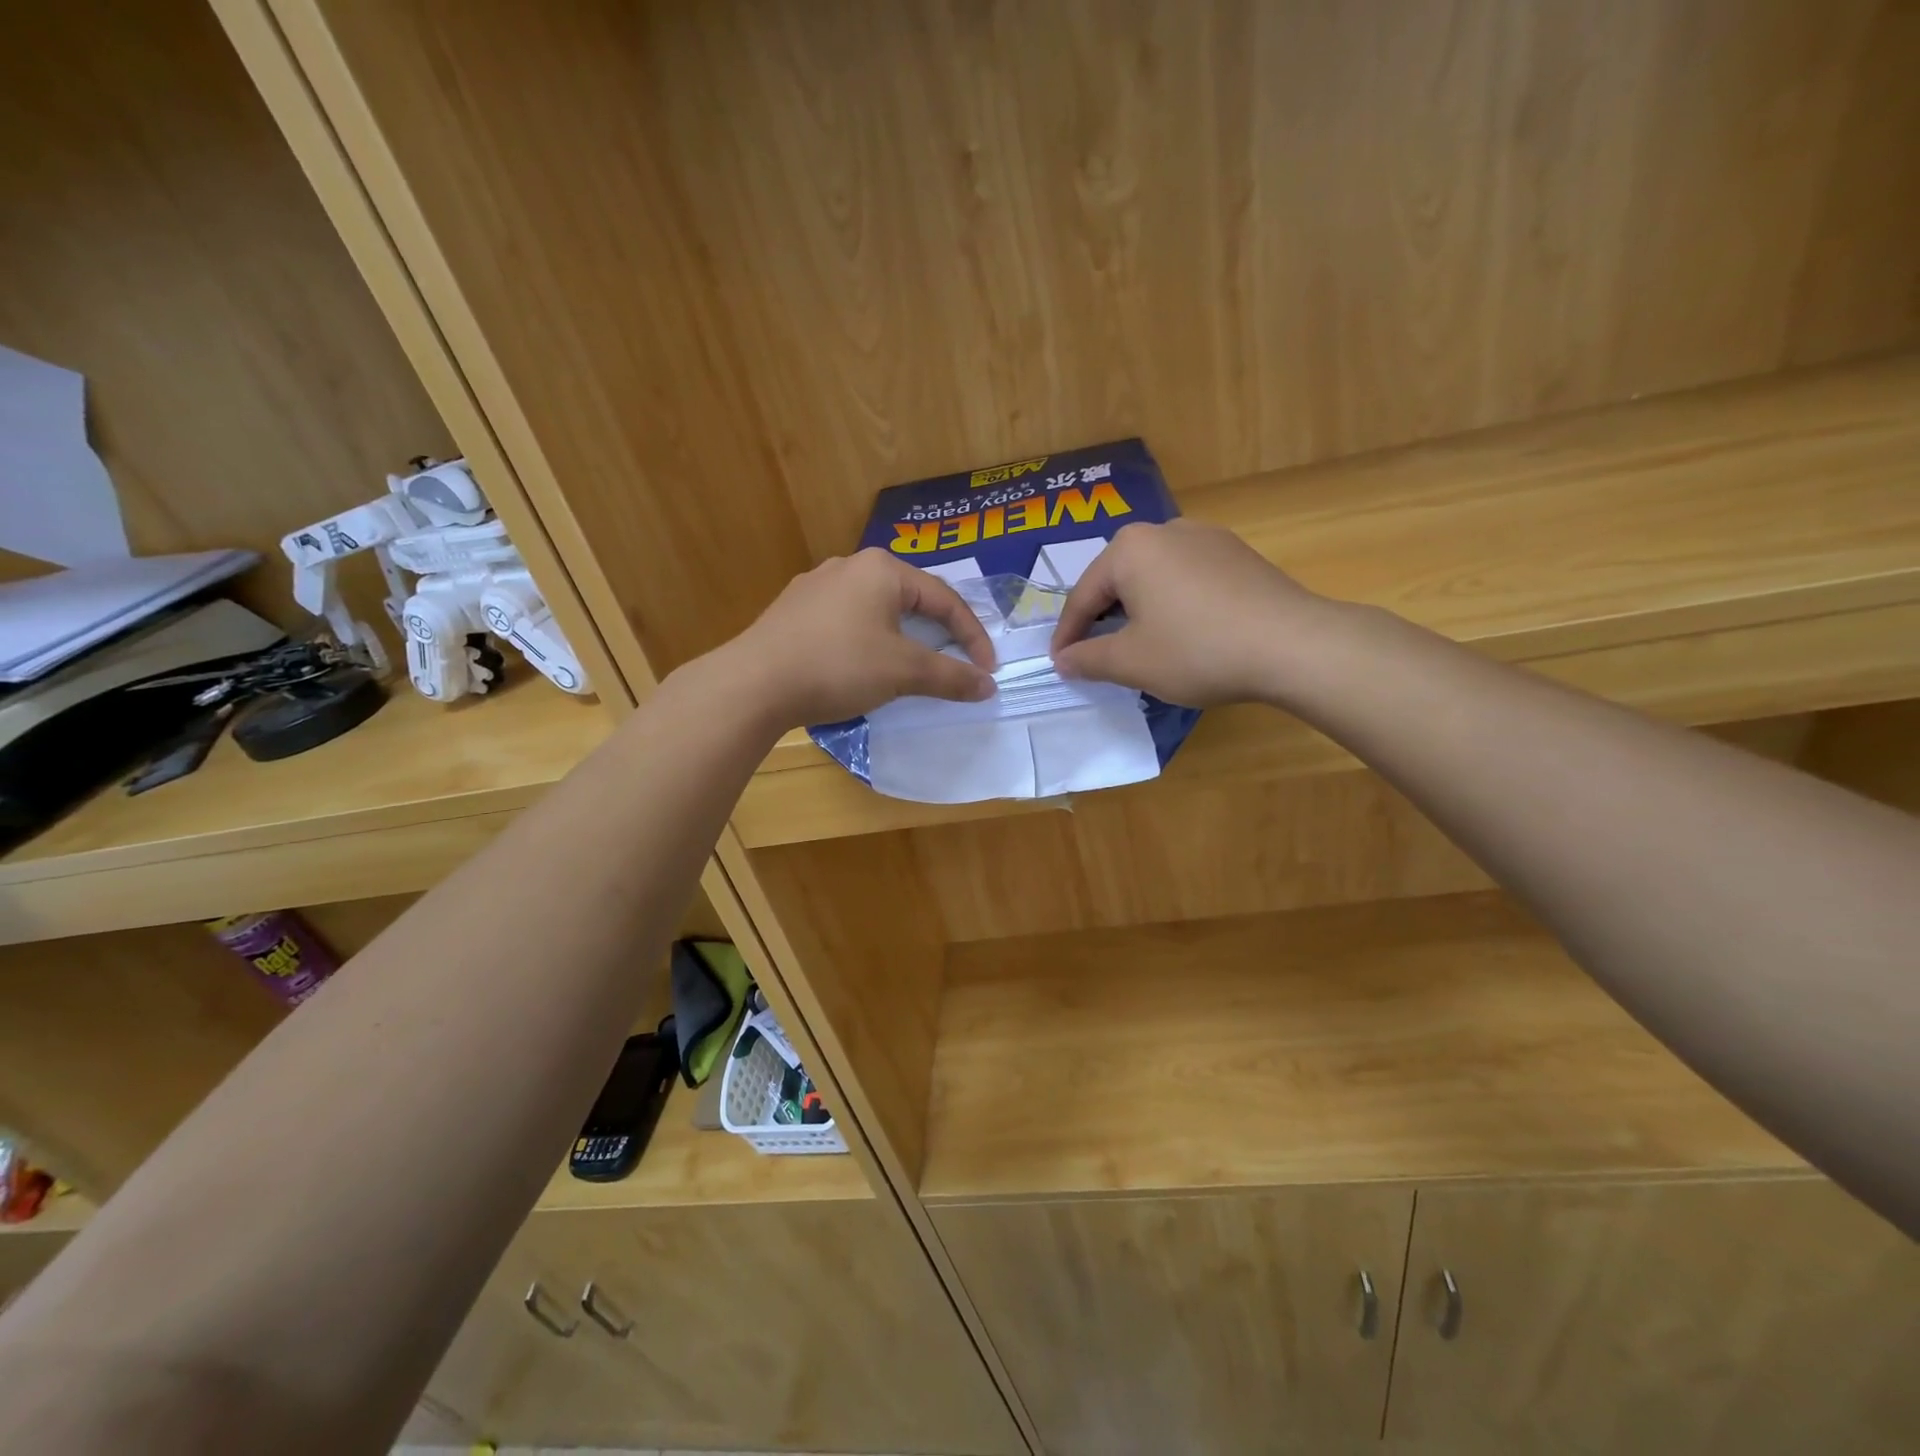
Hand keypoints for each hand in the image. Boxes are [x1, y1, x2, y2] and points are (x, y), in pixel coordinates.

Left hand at [723, 548, 996, 725]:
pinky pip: (846, 620)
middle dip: (937, 632)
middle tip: (954, 661)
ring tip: (911, 664)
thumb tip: (989, 686)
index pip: (945, 598)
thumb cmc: (839, 666)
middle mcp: (849, 565)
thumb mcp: (904, 672)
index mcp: (882, 569)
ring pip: (876, 609)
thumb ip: (951, 677)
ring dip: (902, 636)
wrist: (754, 683)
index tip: (987, 670)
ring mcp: (816, 585)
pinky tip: (861, 664)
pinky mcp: (793, 610)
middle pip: (910, 598)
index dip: (972, 636)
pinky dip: (868, 640)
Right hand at [1049, 520, 1327, 707]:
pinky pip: (1186, 578)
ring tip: (1136, 644)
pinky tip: (1180, 631)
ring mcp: (1206, 537)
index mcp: (1129, 549)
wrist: (1292, 645)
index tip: (1059, 664)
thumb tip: (1062, 660)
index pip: (1083, 597)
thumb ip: (1088, 659)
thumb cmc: (1197, 650)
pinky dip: (1172, 604)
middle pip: (1117, 580)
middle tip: (1094, 654)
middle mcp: (1164, 530)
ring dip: (1137, 610)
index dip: (1067, 635)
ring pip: (1153, 577)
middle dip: (1102, 618)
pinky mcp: (1237, 553)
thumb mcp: (1131, 662)